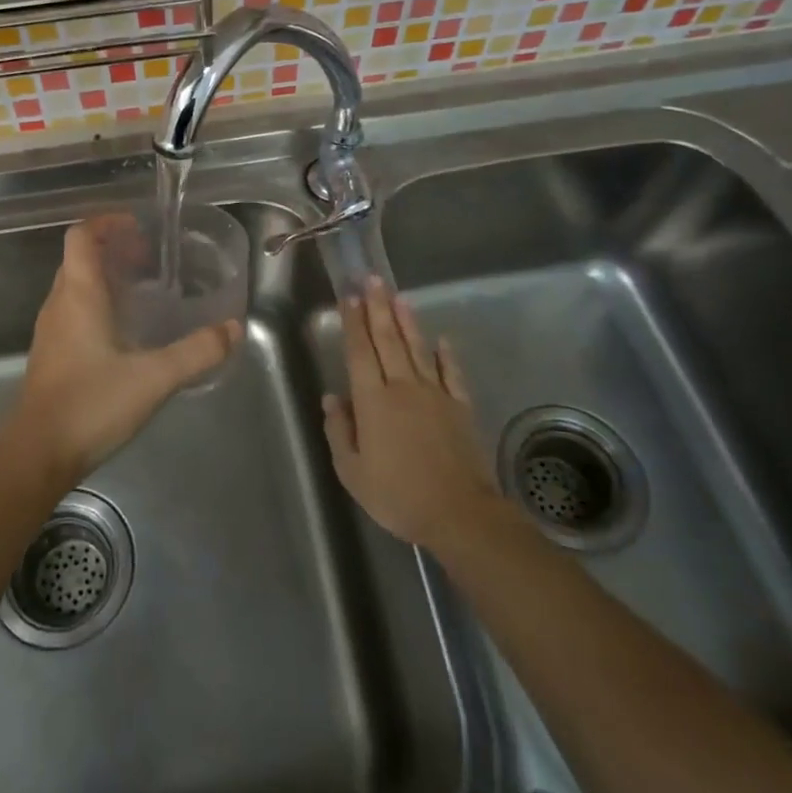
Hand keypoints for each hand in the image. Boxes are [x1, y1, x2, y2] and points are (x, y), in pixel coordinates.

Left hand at [7, 219, 241, 479]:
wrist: (37, 454)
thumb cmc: (91, 404)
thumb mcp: (154, 377)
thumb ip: (197, 352)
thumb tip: (234, 328)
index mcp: (78, 295)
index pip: (81, 236)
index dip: (106, 222)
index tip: (137, 226)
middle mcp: (59, 304)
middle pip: (78, 258)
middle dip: (111, 249)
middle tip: (149, 259)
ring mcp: (51, 331)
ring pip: (74, 286)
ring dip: (104, 278)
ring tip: (142, 291)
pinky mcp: (51, 356)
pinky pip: (72, 312)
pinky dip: (97, 305)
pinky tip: (124, 332)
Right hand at [322, 279, 503, 553]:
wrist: (458, 513)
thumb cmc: (397, 494)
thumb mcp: (352, 472)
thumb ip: (339, 431)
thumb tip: (331, 397)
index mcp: (372, 401)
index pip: (360, 352)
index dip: (353, 323)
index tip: (349, 297)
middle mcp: (402, 387)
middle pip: (387, 340)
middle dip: (378, 308)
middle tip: (372, 279)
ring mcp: (435, 394)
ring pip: (417, 348)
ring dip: (407, 321)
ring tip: (399, 295)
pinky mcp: (460, 406)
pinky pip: (452, 373)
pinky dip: (446, 355)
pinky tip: (443, 340)